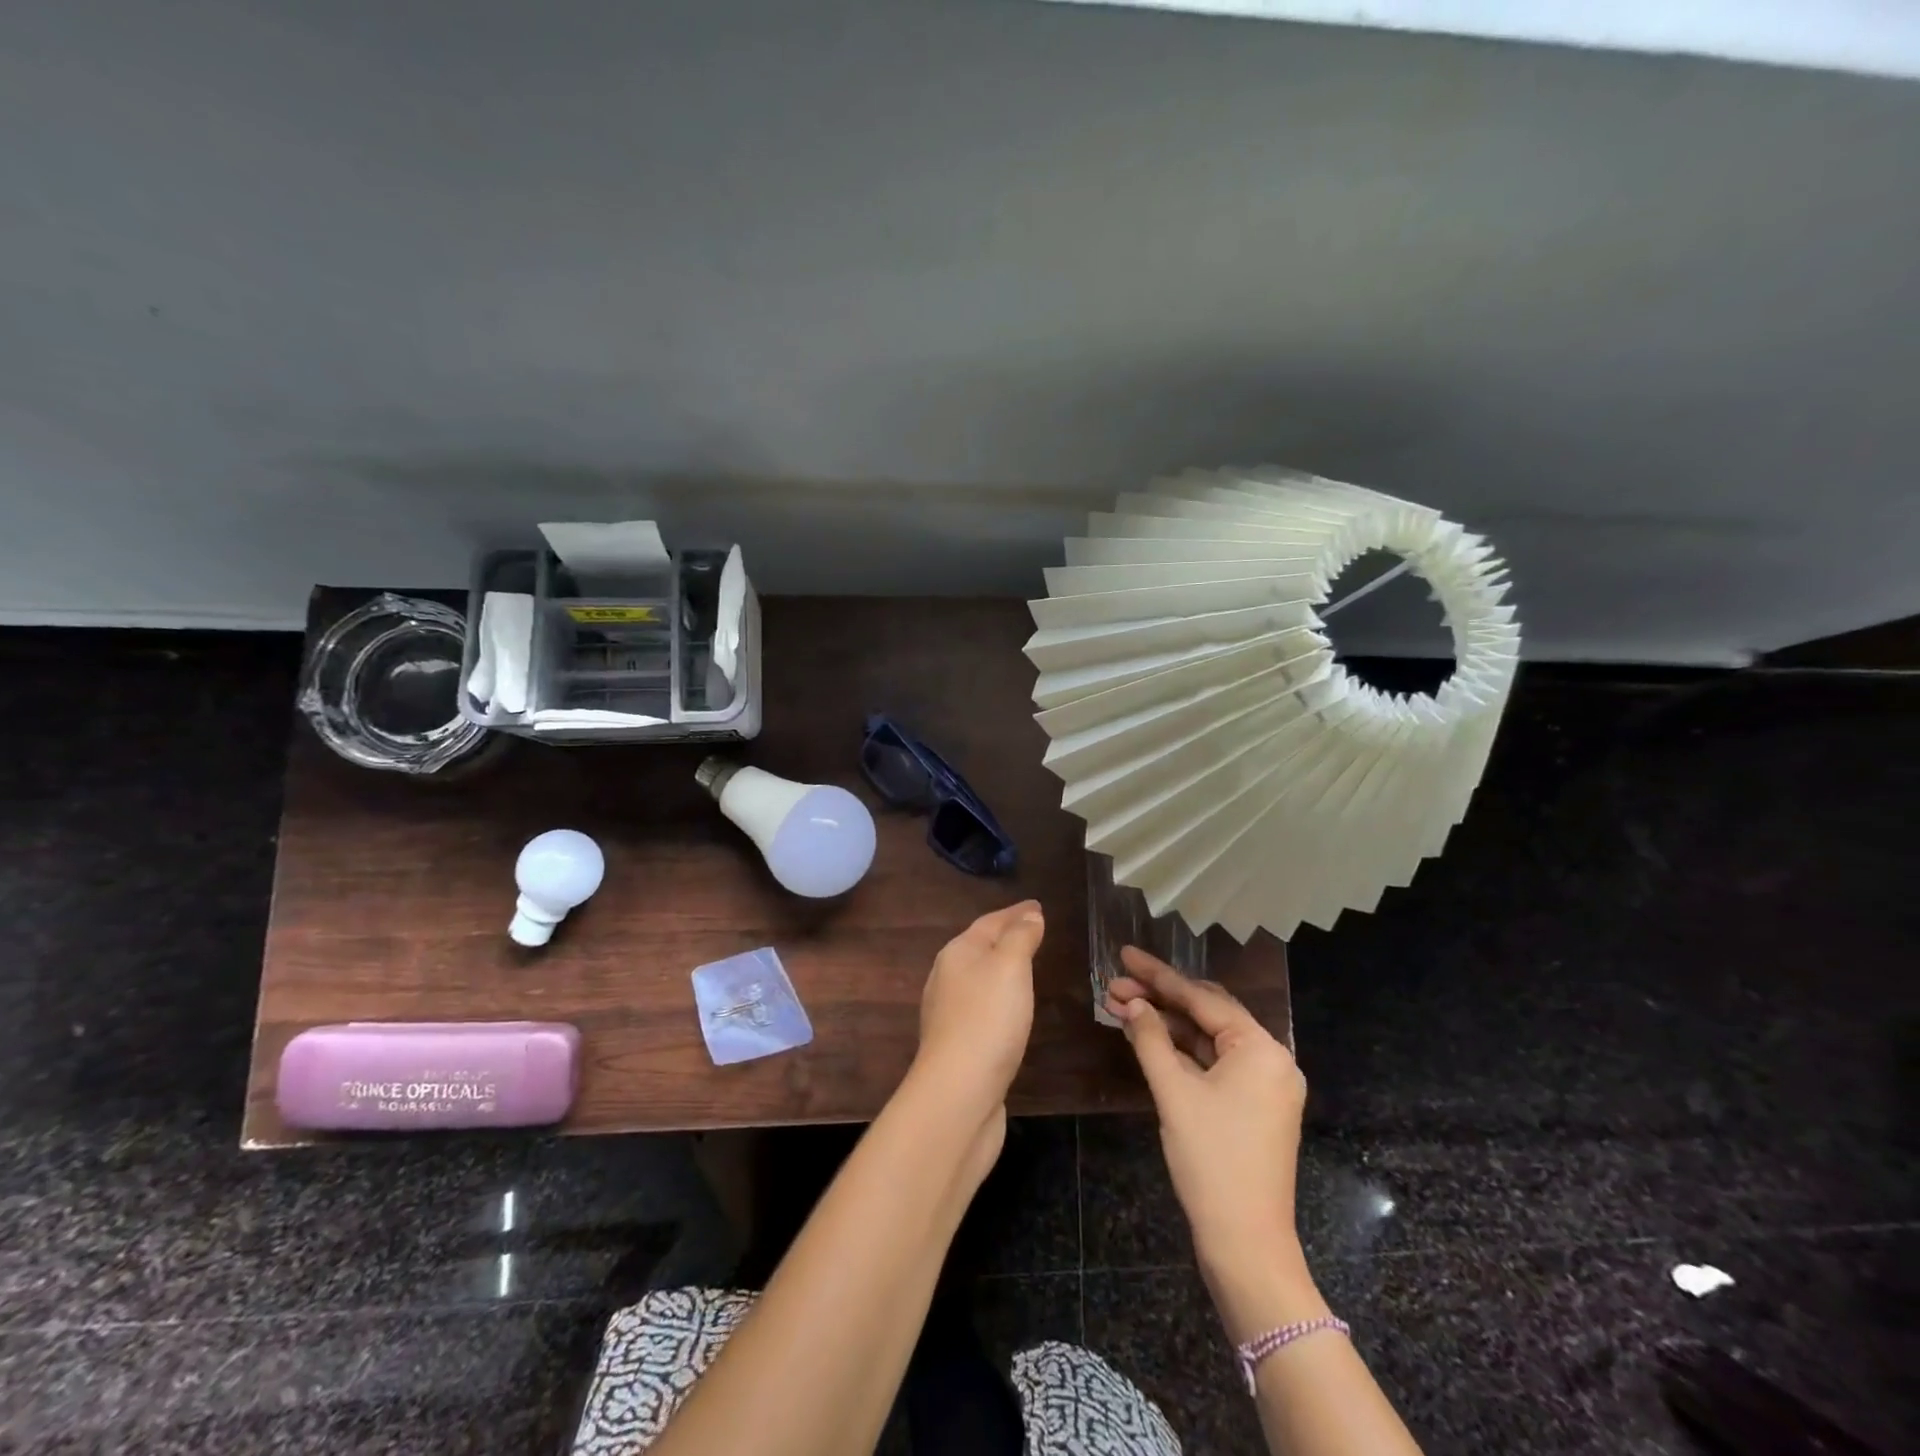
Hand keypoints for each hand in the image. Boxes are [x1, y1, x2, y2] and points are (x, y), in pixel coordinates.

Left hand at [914, 900, 1043, 1117]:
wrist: (959, 1093)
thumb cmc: (988, 1019)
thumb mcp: (1010, 966)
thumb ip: (1020, 937)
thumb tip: (1029, 915)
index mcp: (957, 953)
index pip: (990, 922)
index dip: (1016, 912)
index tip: (1038, 906)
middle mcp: (947, 978)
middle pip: (980, 947)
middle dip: (1006, 937)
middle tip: (1034, 931)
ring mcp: (949, 1013)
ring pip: (979, 978)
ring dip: (1001, 969)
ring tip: (1026, 966)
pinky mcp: (958, 1045)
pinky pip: (982, 1007)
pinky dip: (999, 998)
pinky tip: (1010, 1010)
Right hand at [1105, 947, 1307, 1276]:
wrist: (1246, 1245)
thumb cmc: (1212, 1161)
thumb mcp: (1174, 1093)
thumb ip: (1150, 1038)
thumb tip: (1130, 1002)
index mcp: (1261, 1049)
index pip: (1201, 998)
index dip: (1158, 975)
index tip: (1124, 954)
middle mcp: (1270, 1058)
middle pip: (1207, 1013)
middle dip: (1159, 997)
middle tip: (1115, 983)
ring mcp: (1264, 1084)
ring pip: (1208, 1039)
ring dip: (1166, 1024)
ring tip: (1120, 1007)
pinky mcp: (1253, 1105)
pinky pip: (1214, 1063)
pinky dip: (1181, 1051)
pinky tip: (1147, 1037)